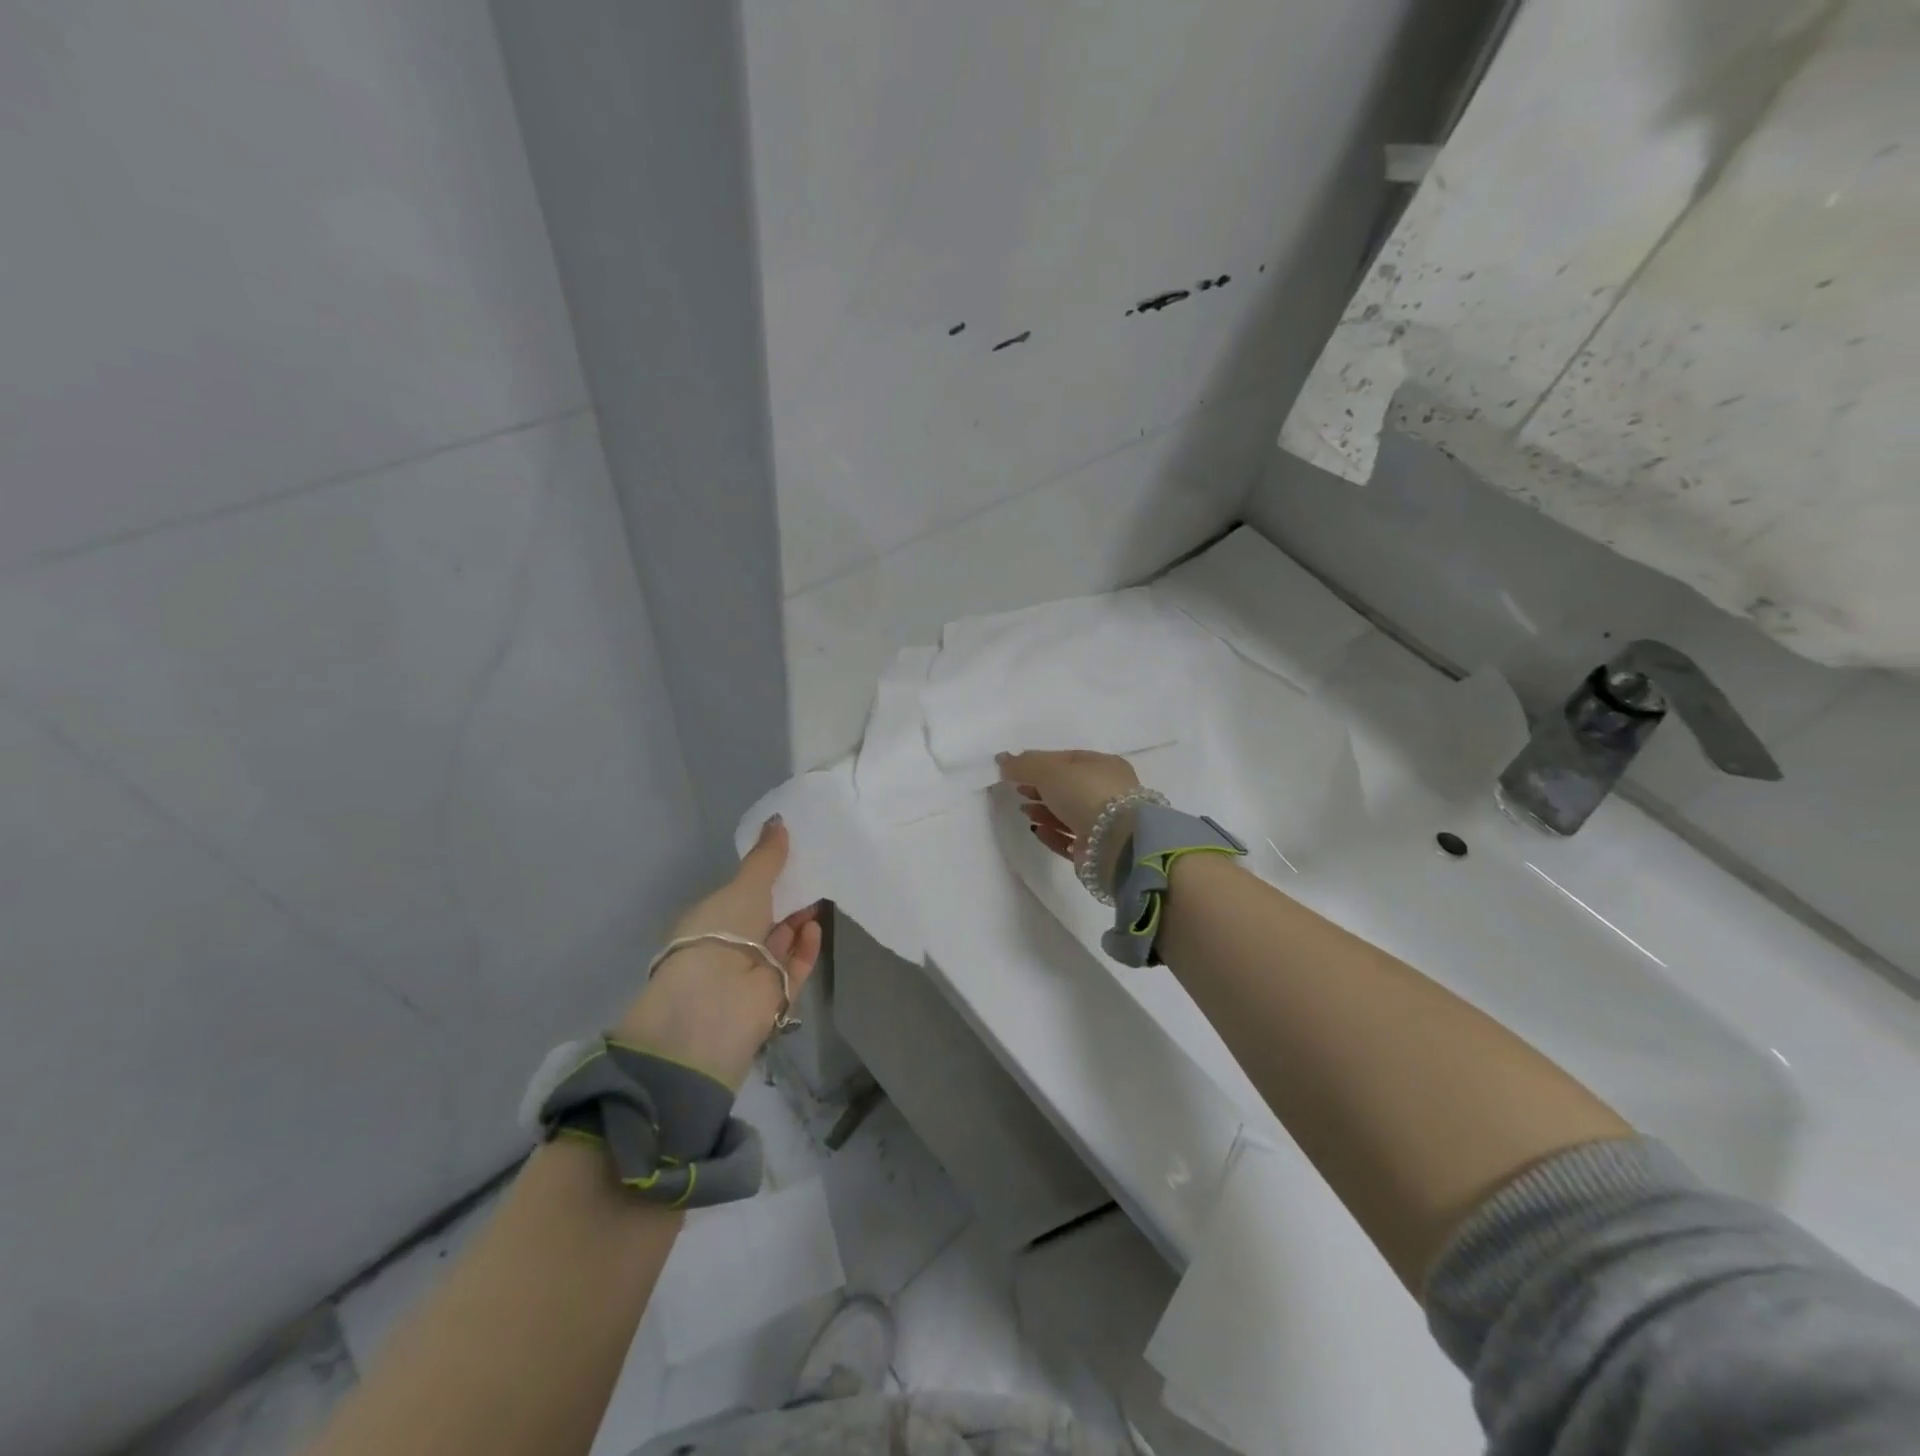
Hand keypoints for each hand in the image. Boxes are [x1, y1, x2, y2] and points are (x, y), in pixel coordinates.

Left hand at [616, 817, 822, 1090]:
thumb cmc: (720, 933)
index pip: (740, 897)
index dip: (763, 880)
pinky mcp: (777, 995)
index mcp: (710, 921)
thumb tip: (779, 821)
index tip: (789, 859)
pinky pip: (796, 965)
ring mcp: (753, 973)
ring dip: (800, 920)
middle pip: (765, 919)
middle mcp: (730, 947)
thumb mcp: (743, 887)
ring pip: (782, 942)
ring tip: (821, 895)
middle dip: (787, 899)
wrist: (716, 1003)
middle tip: (814, 873)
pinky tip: (816, 925)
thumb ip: (766, 858)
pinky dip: (807, 946)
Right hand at [996, 749, 1140, 867]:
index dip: (1041, 764)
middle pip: (1068, 788)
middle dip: (1041, 789)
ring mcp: (1105, 823)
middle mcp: (1108, 792)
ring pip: (1069, 814)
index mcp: (1104, 766)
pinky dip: (1053, 834)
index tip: (1017, 771)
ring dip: (1044, 811)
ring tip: (1024, 811)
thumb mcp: (1049, 770)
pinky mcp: (1098, 850)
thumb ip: (1023, 765)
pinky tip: (1037, 831)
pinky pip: (1070, 839)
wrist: (1116, 842)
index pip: (1068, 760)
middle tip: (1018, 791)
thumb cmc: (1084, 793)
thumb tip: (1002, 759)